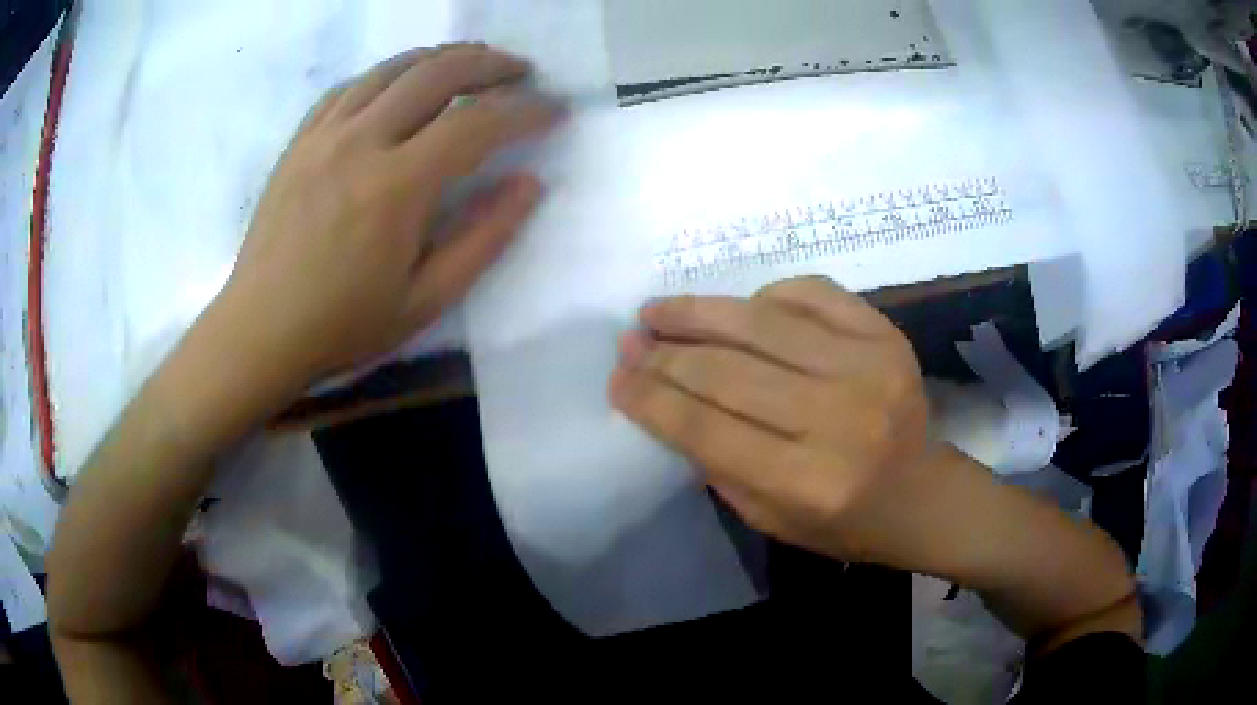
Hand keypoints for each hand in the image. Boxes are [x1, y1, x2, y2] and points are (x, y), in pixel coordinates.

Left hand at [219, 44, 561, 383]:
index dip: (526, 110)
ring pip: (393, 68)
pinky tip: (402, 83)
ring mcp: (324, 135)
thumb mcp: (426, 300)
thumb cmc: (342, 325)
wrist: (260, 331)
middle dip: (490, 64)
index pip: (477, 123)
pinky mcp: (301, 140)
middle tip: (520, 71)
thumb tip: (530, 184)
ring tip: (472, 62)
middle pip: (437, 73)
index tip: (555, 110)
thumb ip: (484, 238)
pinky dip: (388, 74)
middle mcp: (360, 142)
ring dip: (442, 57)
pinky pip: (350, 86)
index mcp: (396, 187)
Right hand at [610, 276, 936, 564]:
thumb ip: (714, 460)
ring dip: (699, 313)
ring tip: (658, 310)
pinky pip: (810, 293)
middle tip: (630, 341)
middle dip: (666, 354)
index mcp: (807, 483)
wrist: (920, 495)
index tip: (617, 377)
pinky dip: (765, 295)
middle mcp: (840, 420)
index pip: (706, 428)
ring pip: (761, 324)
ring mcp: (869, 367)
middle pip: (728, 372)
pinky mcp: (886, 334)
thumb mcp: (766, 516)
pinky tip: (738, 309)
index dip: (651, 398)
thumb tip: (661, 395)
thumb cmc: (841, 520)